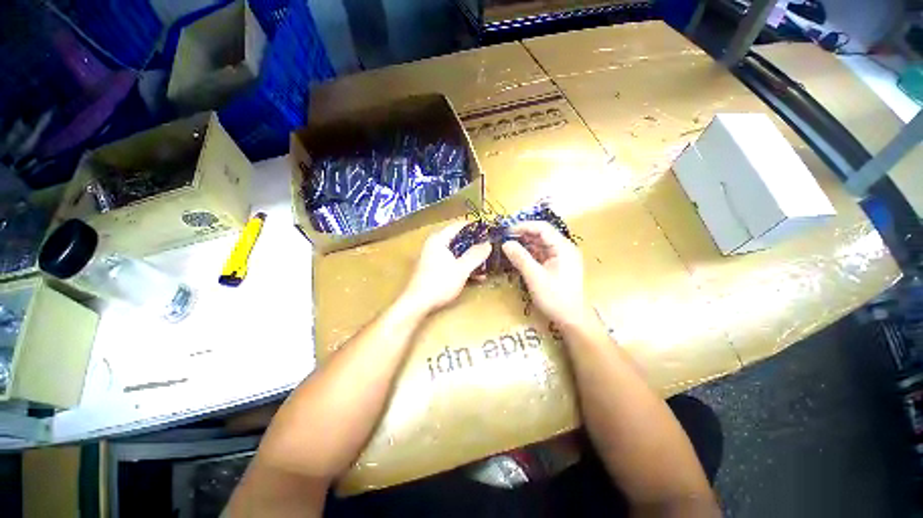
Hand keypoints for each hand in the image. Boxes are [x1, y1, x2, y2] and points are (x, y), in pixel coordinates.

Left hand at [401, 221, 491, 312]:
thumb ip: (475, 255)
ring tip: (486, 264)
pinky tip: (476, 276)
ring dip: (470, 258)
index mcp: (439, 239)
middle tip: (489, 247)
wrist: (418, 303)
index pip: (458, 225)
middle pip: (458, 240)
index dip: (474, 226)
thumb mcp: (461, 269)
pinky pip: (452, 263)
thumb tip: (488, 244)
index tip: (488, 229)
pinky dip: (463, 267)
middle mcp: (434, 245)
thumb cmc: (440, 283)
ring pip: (456, 253)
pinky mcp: (434, 269)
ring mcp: (433, 257)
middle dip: (474, 245)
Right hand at [502, 221, 591, 326]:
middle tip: (504, 239)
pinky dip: (529, 254)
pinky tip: (517, 256)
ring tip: (508, 246)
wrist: (571, 319)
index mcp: (563, 247)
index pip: (542, 228)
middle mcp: (564, 248)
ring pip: (540, 244)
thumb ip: (520, 258)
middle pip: (541, 235)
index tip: (506, 231)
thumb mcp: (535, 277)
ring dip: (525, 244)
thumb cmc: (555, 298)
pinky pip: (541, 254)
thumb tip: (505, 243)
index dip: (523, 226)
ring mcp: (561, 257)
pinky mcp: (556, 265)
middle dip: (523, 235)